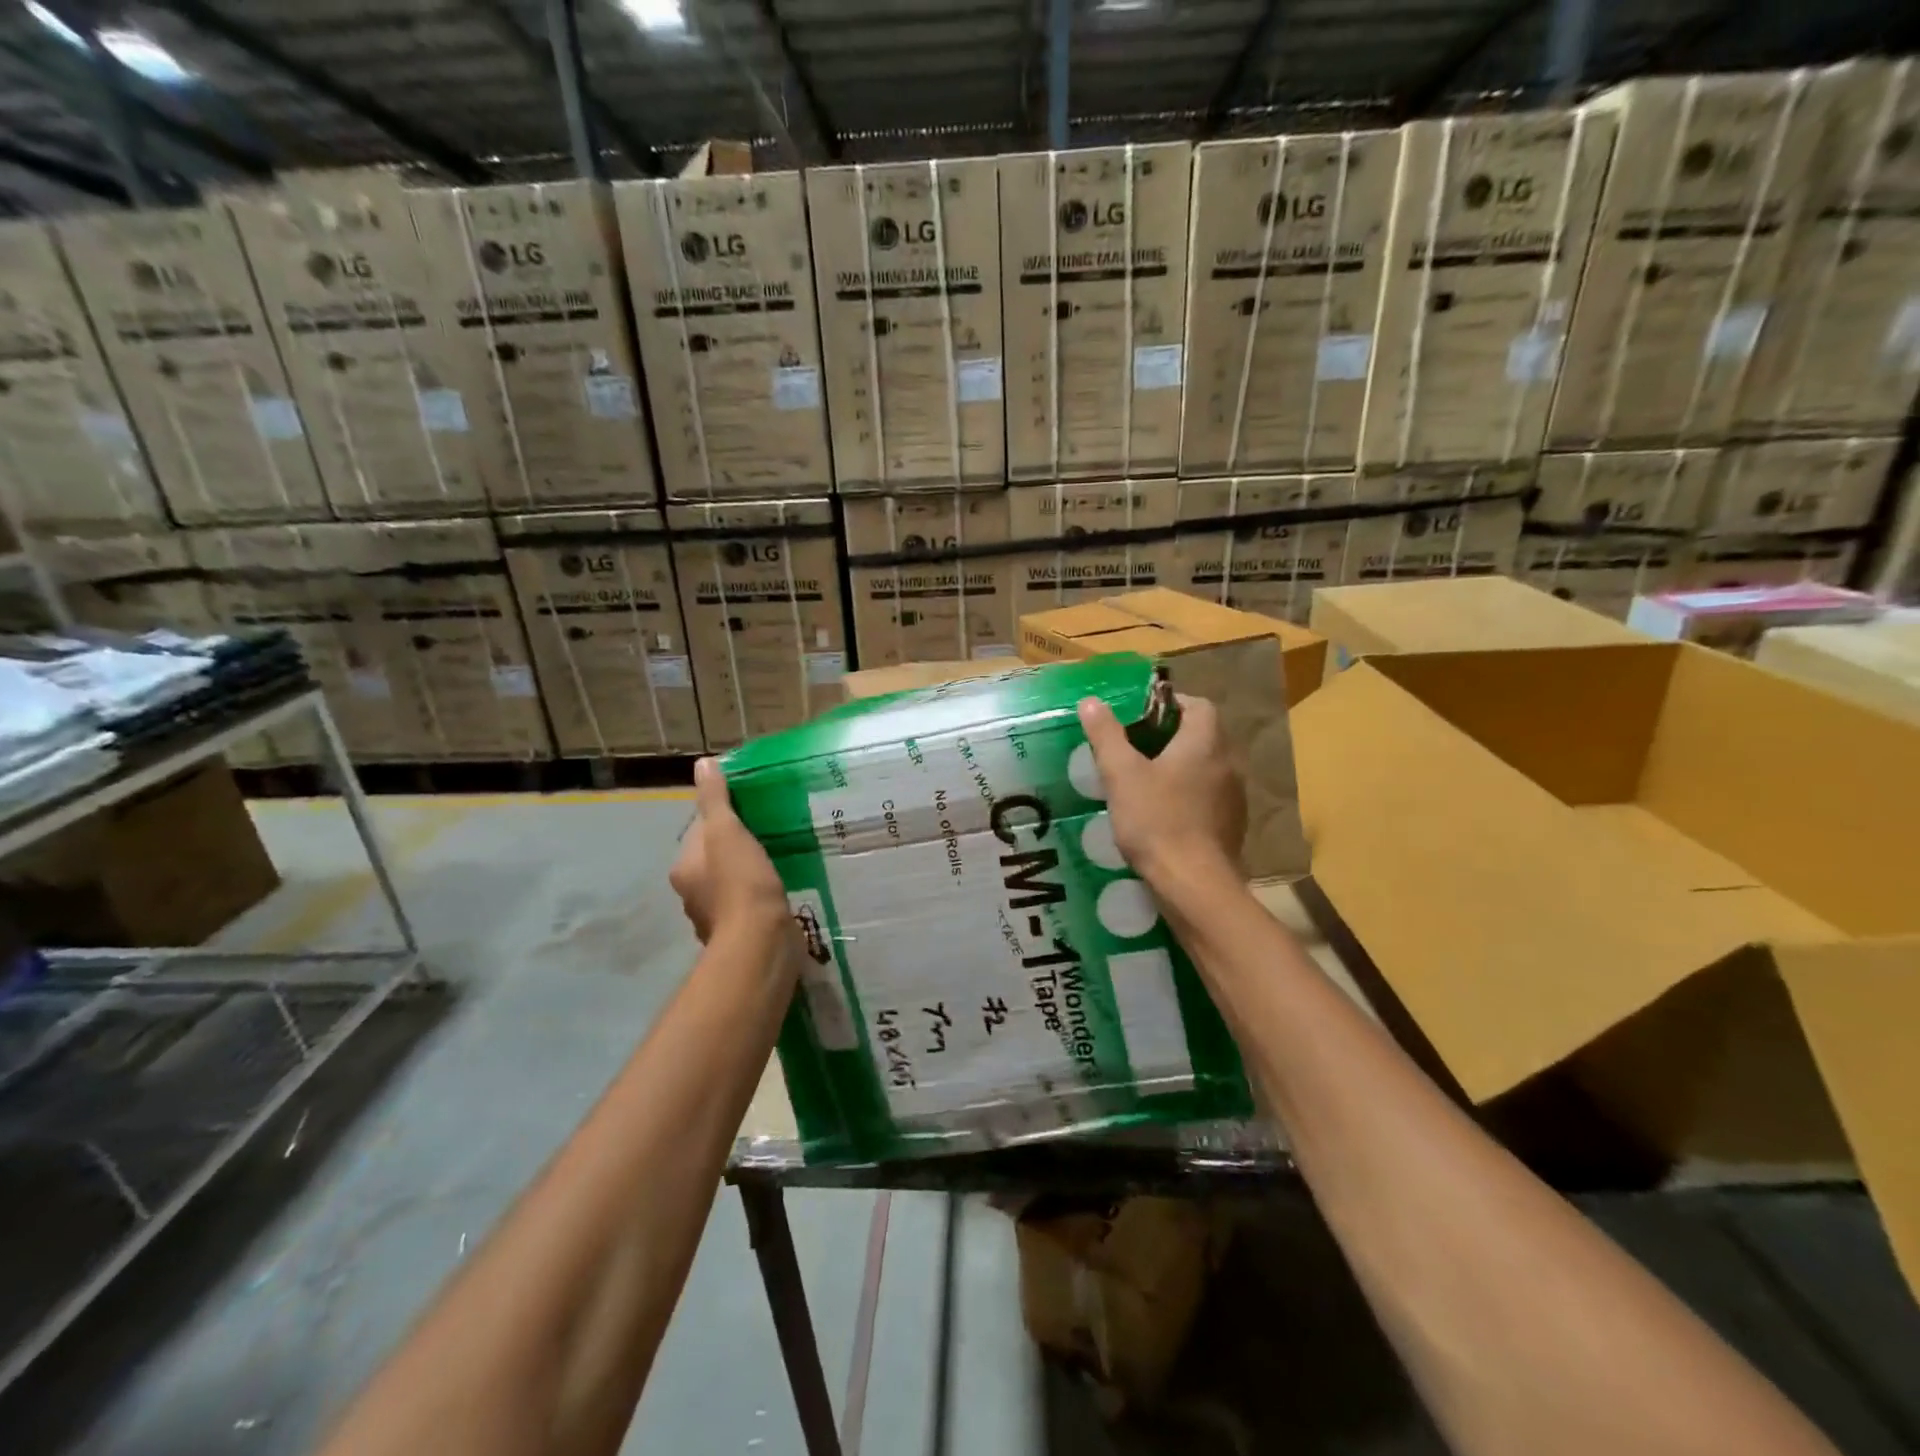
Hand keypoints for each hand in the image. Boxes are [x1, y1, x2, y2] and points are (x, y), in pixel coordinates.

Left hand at [669, 758, 792, 946]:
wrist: (761, 943)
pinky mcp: (741, 932)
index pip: (700, 831)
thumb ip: (715, 799)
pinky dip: (761, 895)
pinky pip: (750, 903)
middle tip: (771, 831)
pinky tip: (782, 887)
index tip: (753, 810)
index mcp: (684, 867)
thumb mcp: (728, 832)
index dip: (724, 817)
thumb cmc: (741, 883)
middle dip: (738, 846)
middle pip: (715, 857)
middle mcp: (693, 893)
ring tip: (780, 857)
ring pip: (733, 881)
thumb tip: (703, 764)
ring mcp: (716, 916)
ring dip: (751, 871)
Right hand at [1077, 693, 1244, 889]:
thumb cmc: (1157, 821)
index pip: (1197, 704)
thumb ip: (1107, 735)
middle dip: (1169, 736)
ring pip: (1206, 766)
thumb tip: (1091, 701)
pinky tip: (1163, 813)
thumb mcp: (1121, 775)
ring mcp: (1234, 795)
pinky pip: (1209, 795)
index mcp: (1205, 742)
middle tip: (1133, 748)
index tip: (1138, 717)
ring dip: (1180, 766)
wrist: (1194, 884)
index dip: (1168, 704)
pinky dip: (1188, 794)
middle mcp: (1228, 762)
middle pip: (1202, 734)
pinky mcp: (1232, 824)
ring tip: (1144, 780)